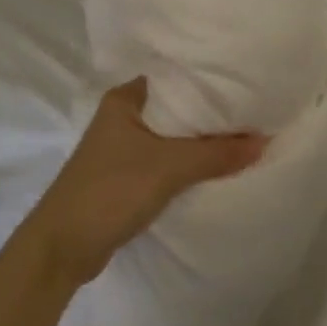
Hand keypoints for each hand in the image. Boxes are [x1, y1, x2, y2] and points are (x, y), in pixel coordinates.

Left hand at [24, 79, 266, 285]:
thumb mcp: (168, 167)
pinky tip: (217, 166)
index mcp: (125, 99)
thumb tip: (264, 141)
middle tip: (255, 110)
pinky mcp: (127, 177)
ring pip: (173, 137)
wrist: (62, 249)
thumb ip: (216, 153)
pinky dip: (189, 163)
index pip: (176, 77)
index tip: (247, 82)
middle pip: (178, 108)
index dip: (211, 79)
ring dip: (201, 141)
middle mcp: (123, 116)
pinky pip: (166, 161)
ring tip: (245, 136)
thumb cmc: (110, 192)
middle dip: (212, 114)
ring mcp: (123, 148)